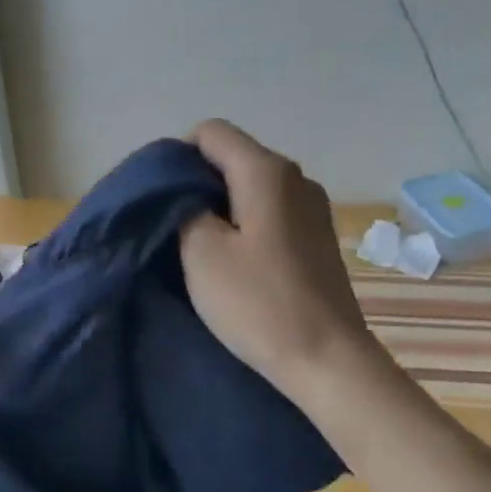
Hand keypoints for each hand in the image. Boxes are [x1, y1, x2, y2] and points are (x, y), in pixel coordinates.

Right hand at [179, 120, 378, 401]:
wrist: (327, 359)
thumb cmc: (258, 303)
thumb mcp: (201, 254)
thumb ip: (185, 208)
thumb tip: (187, 193)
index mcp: (266, 171)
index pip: (210, 132)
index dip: (178, 157)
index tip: (163, 200)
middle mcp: (296, 177)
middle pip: (233, 156)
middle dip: (198, 182)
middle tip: (174, 226)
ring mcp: (313, 206)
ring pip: (251, 185)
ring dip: (221, 206)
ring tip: (201, 246)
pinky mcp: (318, 235)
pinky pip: (271, 210)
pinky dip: (246, 223)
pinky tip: (237, 260)